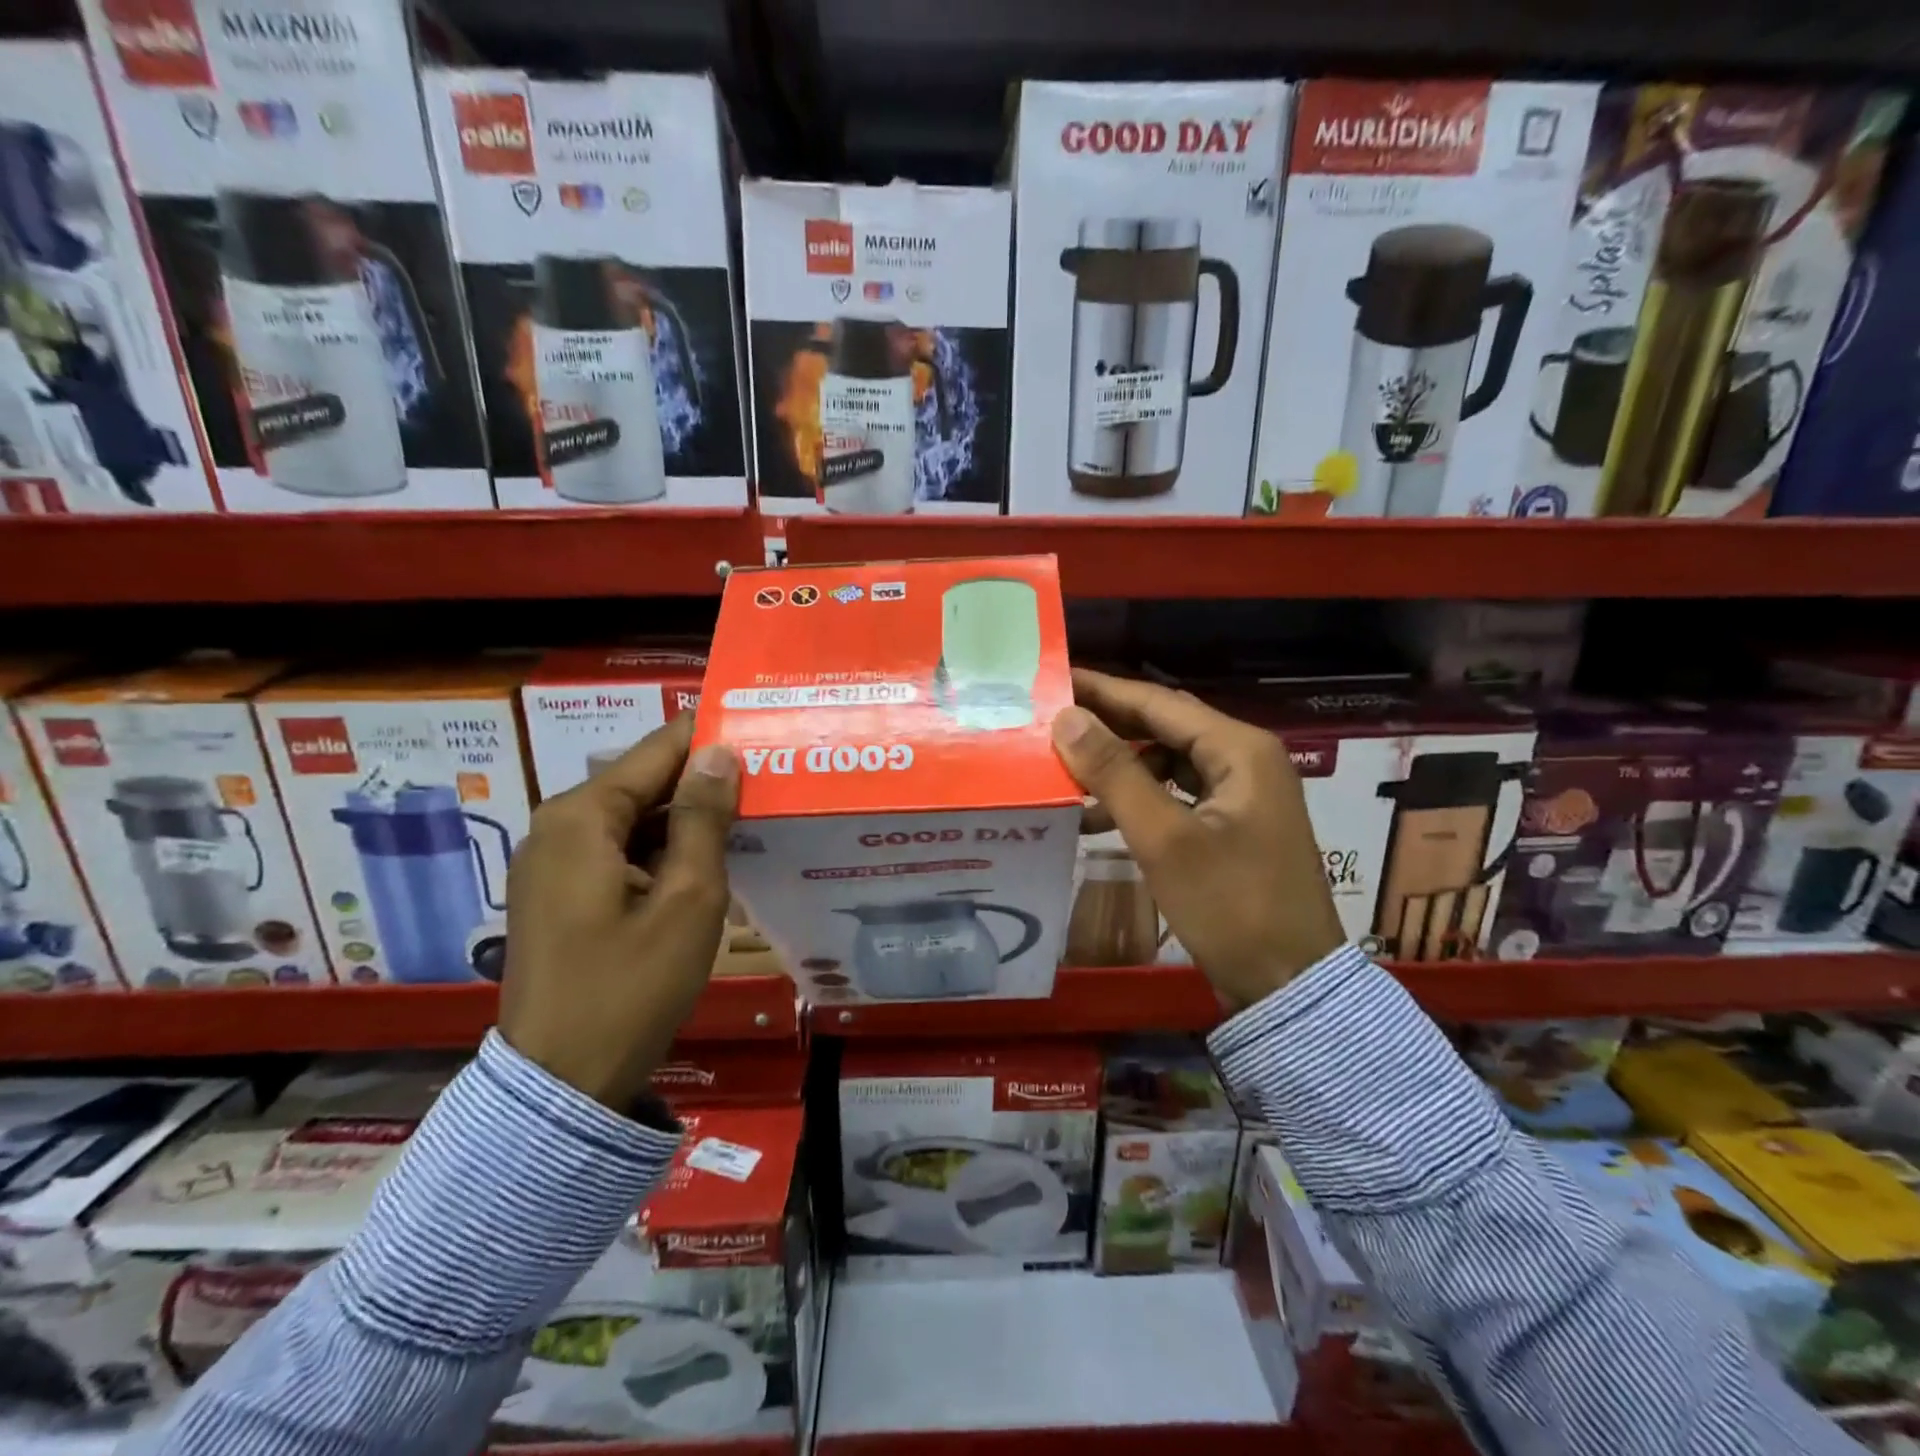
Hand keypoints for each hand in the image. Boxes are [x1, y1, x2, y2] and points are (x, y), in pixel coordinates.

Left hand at [499, 715, 738, 1110]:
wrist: (561, 1086)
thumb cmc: (631, 987)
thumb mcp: (687, 899)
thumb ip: (704, 819)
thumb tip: (720, 751)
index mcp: (582, 816)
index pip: (658, 750)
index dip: (710, 738)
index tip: (762, 734)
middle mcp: (558, 826)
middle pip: (643, 782)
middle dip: (703, 781)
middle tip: (769, 781)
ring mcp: (553, 862)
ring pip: (633, 817)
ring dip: (686, 819)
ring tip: (750, 817)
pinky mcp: (560, 893)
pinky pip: (619, 850)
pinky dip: (662, 850)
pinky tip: (707, 862)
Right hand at [1050, 669, 1342, 1008]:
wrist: (1290, 987)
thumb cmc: (1230, 907)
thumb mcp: (1164, 839)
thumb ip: (1114, 774)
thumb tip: (1066, 718)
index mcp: (1239, 750)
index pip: (1158, 703)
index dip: (1103, 689)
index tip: (1055, 678)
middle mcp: (1245, 760)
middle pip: (1165, 727)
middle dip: (1108, 725)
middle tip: (1050, 720)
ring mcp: (1242, 794)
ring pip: (1169, 762)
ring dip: (1120, 766)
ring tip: (1066, 773)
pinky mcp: (1232, 825)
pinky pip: (1177, 794)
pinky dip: (1139, 798)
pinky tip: (1098, 816)